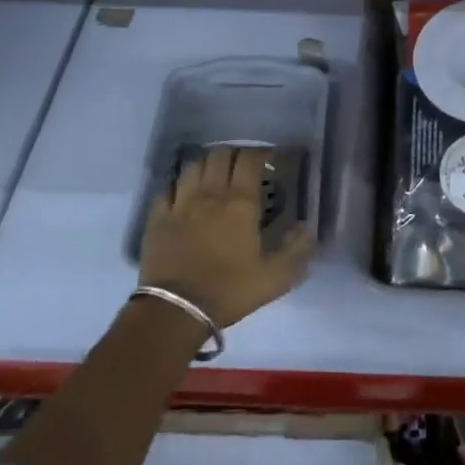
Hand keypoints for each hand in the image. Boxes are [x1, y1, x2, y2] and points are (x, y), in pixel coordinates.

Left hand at [140, 147, 314, 328]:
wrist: (176, 310)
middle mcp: (210, 193)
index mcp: (240, 203)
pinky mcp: (158, 217)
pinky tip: (184, 195)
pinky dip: (179, 186)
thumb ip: (298, 250)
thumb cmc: (230, 290)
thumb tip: (307, 228)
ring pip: (193, 166)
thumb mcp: (276, 277)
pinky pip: (167, 189)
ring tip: (214, 174)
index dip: (262, 153)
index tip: (271, 159)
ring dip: (207, 164)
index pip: (250, 160)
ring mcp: (180, 203)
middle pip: (220, 155)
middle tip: (243, 166)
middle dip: (235, 154)